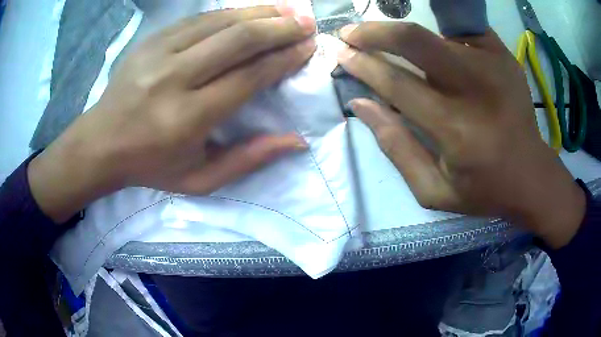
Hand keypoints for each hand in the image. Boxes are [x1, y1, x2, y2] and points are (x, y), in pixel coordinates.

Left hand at [28, 6, 316, 222]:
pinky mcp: (150, 41)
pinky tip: (248, 12)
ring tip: (286, 11)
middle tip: (306, 23)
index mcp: (188, 118)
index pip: (249, 77)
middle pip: (238, 40)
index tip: (308, 48)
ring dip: (258, 13)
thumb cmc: (151, 166)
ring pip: (219, 22)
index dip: (284, 59)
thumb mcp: (200, 179)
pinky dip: (229, 13)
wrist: (101, 143)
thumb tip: (296, 139)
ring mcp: (158, 54)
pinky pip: (197, 19)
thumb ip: (248, 159)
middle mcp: (174, 79)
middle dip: (279, 28)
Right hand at [337, 22, 584, 247]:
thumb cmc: (484, 189)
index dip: (362, 64)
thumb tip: (360, 104)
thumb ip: (395, 146)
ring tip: (390, 44)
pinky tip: (435, 51)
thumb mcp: (434, 189)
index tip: (341, 54)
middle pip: (415, 38)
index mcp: (456, 129)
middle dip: (375, 31)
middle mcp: (476, 89)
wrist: (532, 175)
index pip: (396, 82)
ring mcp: (493, 65)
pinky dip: (440, 35)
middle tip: (353, 34)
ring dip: (404, 36)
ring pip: (435, 33)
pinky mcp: (503, 55)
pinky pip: (460, 31)